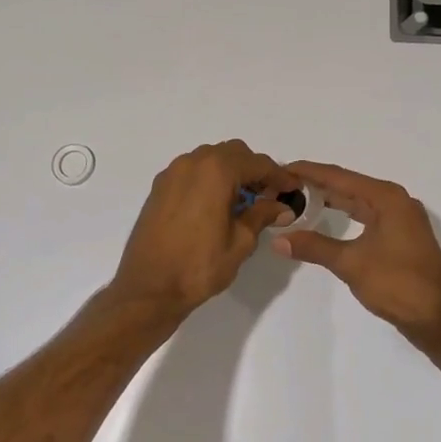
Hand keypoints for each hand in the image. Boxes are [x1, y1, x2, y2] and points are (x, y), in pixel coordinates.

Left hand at [110, 141, 299, 319]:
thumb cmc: (199, 266)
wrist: (148, 288)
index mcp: (216, 171)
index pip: (256, 163)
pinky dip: (209, 179)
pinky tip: (216, 205)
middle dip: (254, 170)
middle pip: (233, 153)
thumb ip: (262, 215)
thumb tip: (281, 206)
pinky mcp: (159, 187)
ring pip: (210, 159)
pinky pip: (192, 171)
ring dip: (230, 172)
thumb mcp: (241, 242)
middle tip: (269, 195)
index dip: (278, 175)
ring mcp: (172, 173)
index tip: (293, 188)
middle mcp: (193, 162)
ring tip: (243, 201)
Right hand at [273, 161, 440, 352]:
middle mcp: (396, 200)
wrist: (440, 320)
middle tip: (285, 185)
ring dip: (332, 199)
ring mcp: (402, 219)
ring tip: (301, 198)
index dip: (309, 171)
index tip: (282, 169)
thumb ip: (314, 247)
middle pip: (349, 185)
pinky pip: (368, 215)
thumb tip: (278, 239)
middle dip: (317, 184)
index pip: (339, 177)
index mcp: (386, 198)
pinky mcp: (402, 236)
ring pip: (359, 201)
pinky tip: (331, 219)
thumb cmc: (397, 284)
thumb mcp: (351, 263)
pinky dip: (347, 215)